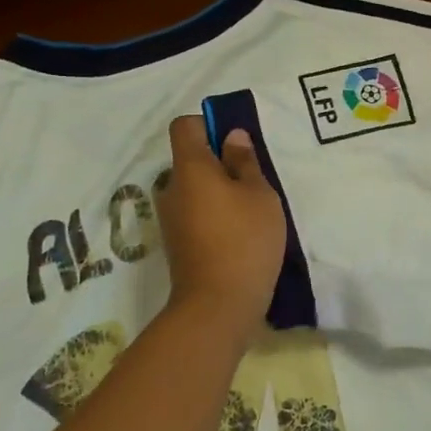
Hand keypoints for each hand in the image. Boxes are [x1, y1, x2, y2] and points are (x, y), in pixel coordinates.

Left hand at [157, 115, 286, 338]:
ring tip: (251, 212)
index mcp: (190, 167)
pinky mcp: (178, 244)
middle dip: (219, 163)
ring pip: (195, 190)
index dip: (209, 124)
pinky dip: (215, 216)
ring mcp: (171, 219)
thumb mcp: (259, 195)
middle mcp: (172, 188)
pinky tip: (240, 235)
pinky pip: (196, 215)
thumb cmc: (245, 239)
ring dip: (219, 192)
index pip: (185, 126)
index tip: (236, 143)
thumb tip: (231, 136)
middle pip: (191, 160)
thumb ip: (245, 162)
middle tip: (254, 181)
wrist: (218, 306)